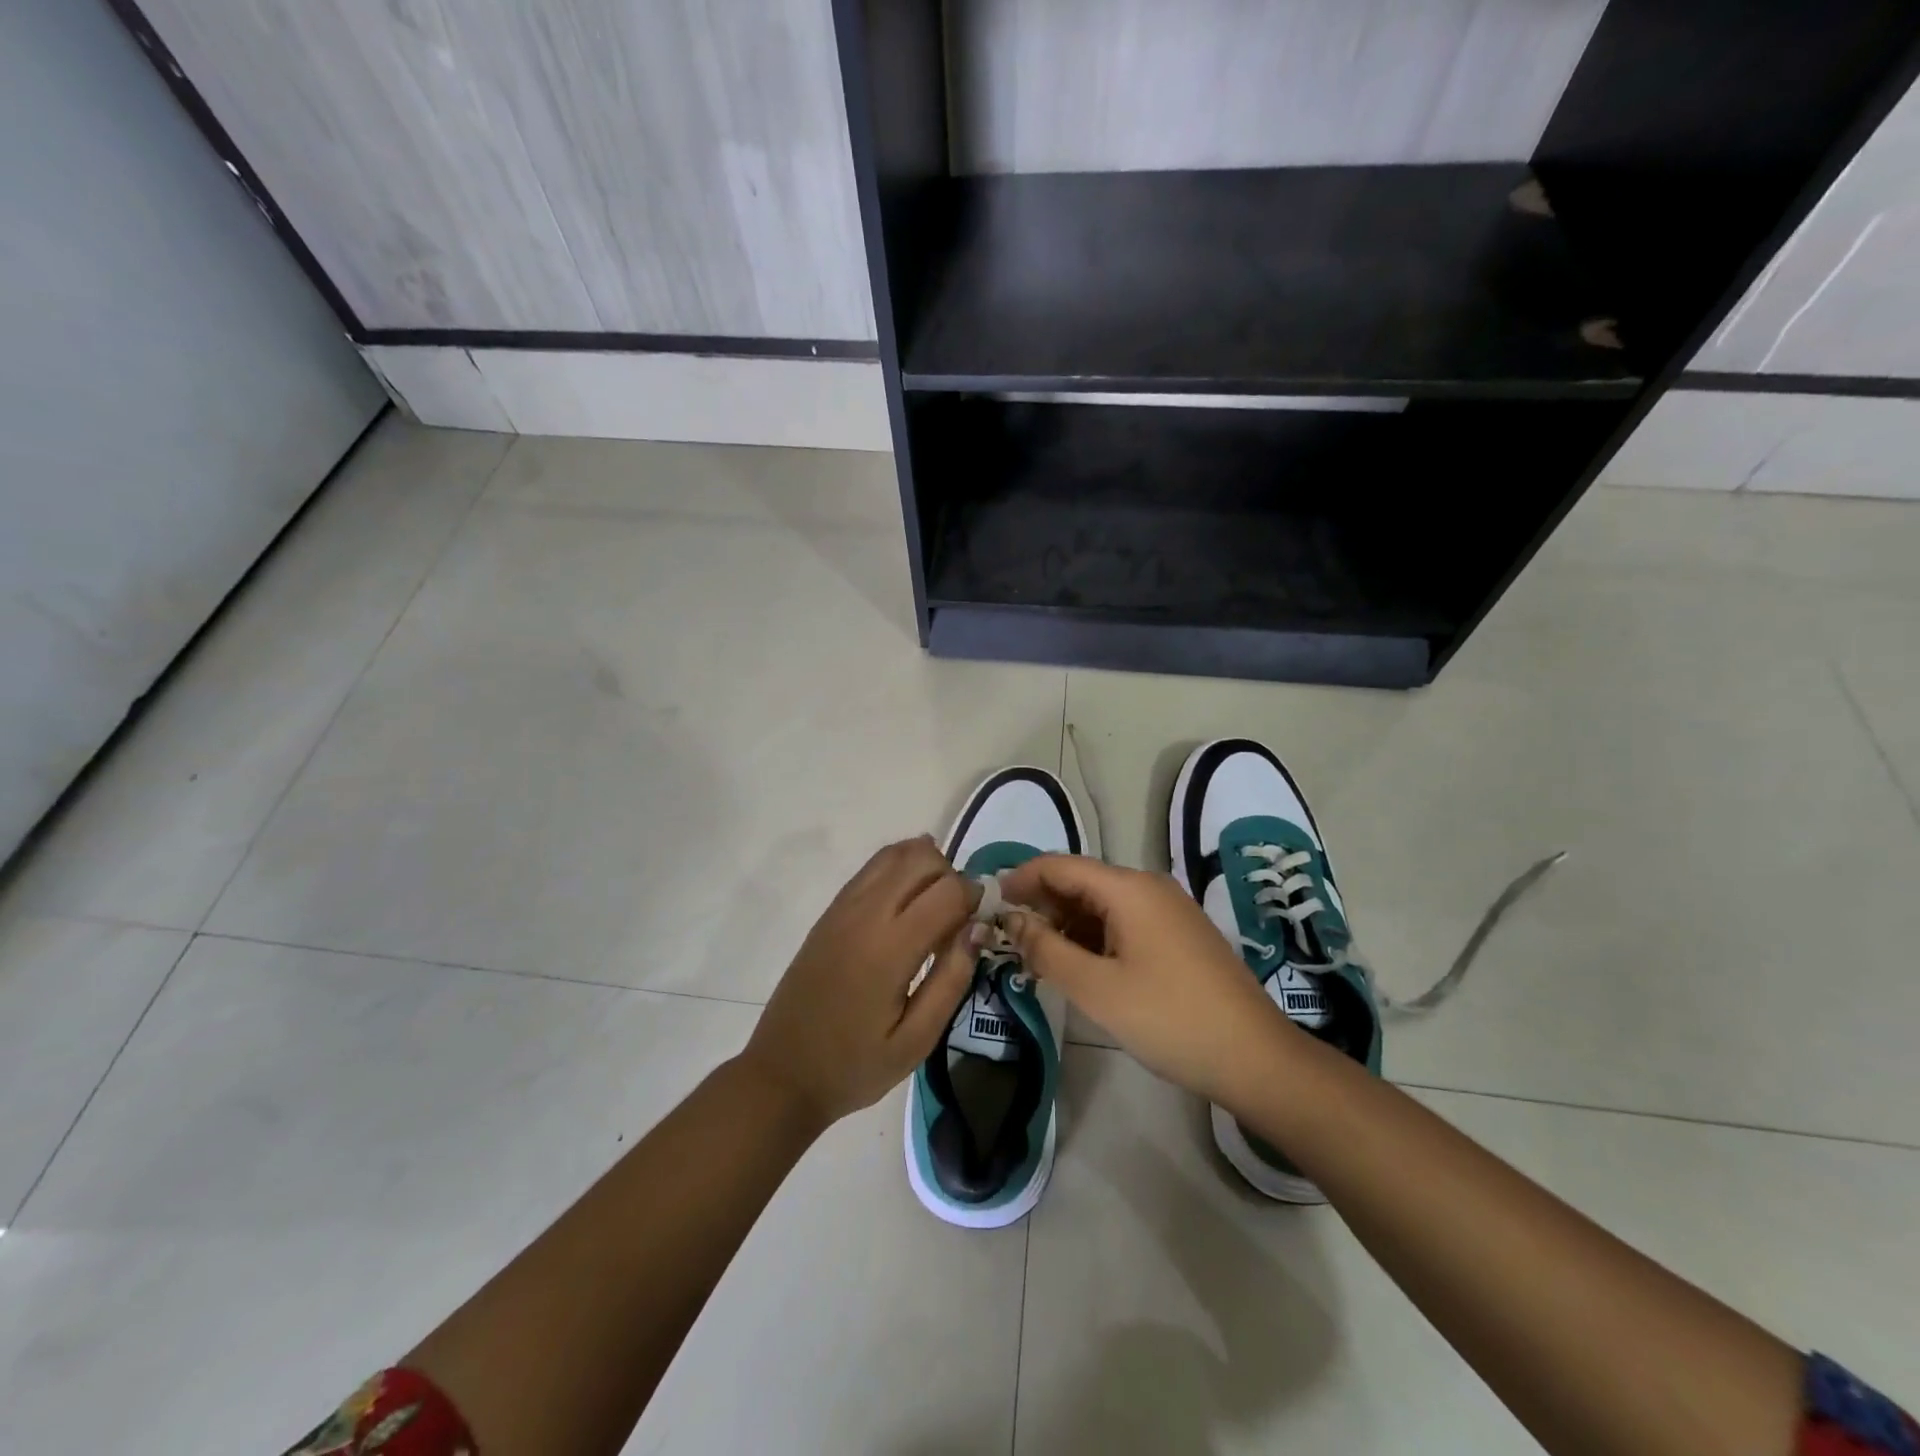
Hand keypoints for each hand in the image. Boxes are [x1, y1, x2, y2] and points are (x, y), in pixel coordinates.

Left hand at [741, 836, 978, 1127]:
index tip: (981, 922)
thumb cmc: (854, 1065)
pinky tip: (908, 901)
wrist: (782, 1073)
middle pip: (922, 859)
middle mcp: (865, 914)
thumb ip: (951, 980)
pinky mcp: (830, 911)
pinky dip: (899, 869)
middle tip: (958, 917)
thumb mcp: (916, 1041)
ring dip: (925, 867)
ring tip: (933, 907)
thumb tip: (976, 929)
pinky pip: (872, 868)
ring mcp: (843, 907)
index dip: (975, 897)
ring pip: (895, 853)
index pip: (947, 890)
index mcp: (889, 948)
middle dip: (952, 876)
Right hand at [998, 855, 1296, 1107]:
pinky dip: (1095, 937)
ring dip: (1067, 924)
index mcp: (1129, 888)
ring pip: (1103, 904)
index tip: (991, 905)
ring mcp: (1169, 910)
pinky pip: (1125, 922)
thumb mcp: (1096, 988)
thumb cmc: (1168, 1018)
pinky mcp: (1180, 935)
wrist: (1255, 1058)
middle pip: (1082, 881)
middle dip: (1043, 905)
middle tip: (1010, 940)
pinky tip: (1081, 966)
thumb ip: (1046, 949)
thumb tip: (1011, 920)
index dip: (1021, 879)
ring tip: (1039, 958)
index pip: (1060, 865)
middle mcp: (1150, 887)